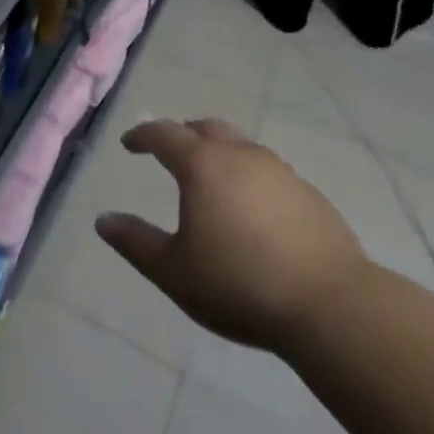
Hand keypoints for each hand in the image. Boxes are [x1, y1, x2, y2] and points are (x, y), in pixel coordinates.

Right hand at [95, 119, 368, 355]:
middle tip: (169, 152)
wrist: (330, 305)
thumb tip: (103, 221)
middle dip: (182, 134)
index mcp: (202, 165)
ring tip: (210, 180)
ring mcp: (279, 171)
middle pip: (206, 128)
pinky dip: (249, 176)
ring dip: (219, 153)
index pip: (164, 134)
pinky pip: (268, 171)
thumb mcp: (174, 272)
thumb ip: (135, 243)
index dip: (142, 136)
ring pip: (240, 146)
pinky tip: (251, 208)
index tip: (129, 144)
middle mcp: (240, 155)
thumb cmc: (239, 285)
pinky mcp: (308, 193)